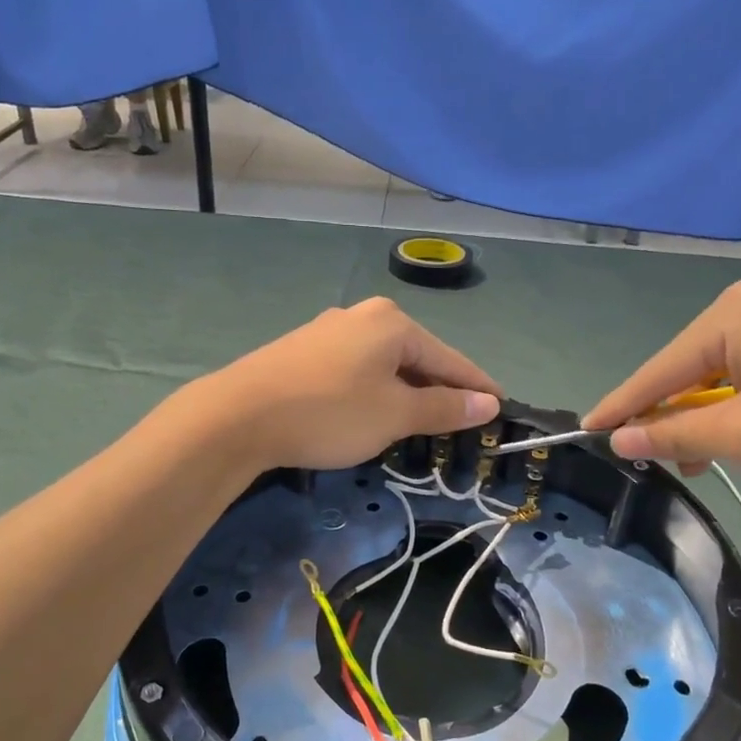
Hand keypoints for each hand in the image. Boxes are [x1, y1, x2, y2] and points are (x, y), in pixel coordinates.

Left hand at [195, 297, 501, 472]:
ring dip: (405, 394)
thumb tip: (488, 404)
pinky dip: (374, 393)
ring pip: (383, 365)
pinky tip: (370, 414)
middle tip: (461, 423)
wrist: (239, 416)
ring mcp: (328, 332)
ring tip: (419, 424)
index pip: (450, 358)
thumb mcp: (395, 415)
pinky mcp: (303, 352)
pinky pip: (355, 371)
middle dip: (439, 390)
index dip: (477, 386)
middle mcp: (362, 317)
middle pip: (416, 357)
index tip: (501, 407)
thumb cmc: (330, 412)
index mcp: (393, 323)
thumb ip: (444, 408)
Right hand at [582, 276, 740, 512]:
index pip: (663, 367)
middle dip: (678, 413)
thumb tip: (622, 438)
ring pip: (739, 367)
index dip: (624, 404)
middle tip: (663, 458)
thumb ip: (676, 435)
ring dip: (718, 412)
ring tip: (714, 458)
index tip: (588, 428)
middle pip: (700, 363)